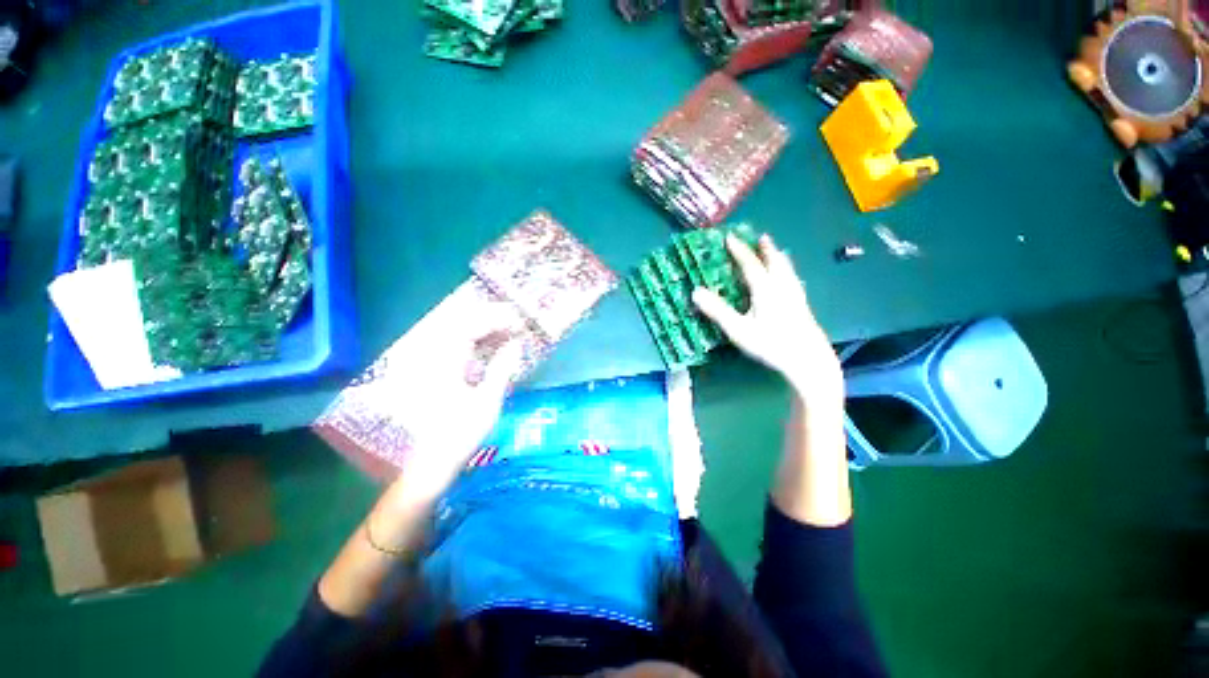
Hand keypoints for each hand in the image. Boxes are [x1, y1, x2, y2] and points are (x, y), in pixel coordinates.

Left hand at [388, 322, 524, 506]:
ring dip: (485, 331)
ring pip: (459, 335)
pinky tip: (493, 349)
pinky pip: (457, 349)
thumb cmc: (459, 435)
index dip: (496, 319)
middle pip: (462, 324)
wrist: (427, 465)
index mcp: (443, 363)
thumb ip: (502, 369)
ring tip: (510, 333)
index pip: (470, 326)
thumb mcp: (486, 403)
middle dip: (491, 319)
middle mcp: (434, 357)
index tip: (519, 320)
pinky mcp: (433, 374)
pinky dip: (477, 344)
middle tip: (517, 323)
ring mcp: (431, 365)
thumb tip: (516, 344)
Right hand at [692, 234, 842, 405]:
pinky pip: (794, 280)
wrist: (808, 360)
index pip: (750, 264)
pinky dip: (788, 272)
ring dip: (779, 258)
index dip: (739, 250)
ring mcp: (796, 296)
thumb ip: (717, 311)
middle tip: (761, 237)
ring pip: (787, 270)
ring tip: (776, 251)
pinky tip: (791, 280)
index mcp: (765, 289)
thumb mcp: (738, 329)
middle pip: (775, 262)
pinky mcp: (803, 307)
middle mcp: (782, 287)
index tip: (730, 238)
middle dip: (766, 249)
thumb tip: (695, 292)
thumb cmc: (770, 344)